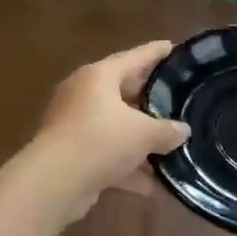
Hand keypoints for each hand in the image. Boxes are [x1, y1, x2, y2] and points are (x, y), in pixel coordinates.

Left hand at [36, 40, 190, 202]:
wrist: (54, 182)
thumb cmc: (100, 140)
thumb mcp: (143, 133)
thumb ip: (167, 130)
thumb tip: (183, 131)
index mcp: (99, 76)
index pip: (134, 57)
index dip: (156, 52)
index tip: (174, 47)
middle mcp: (84, 95)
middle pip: (125, 92)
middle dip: (152, 101)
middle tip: (179, 100)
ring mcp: (76, 126)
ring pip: (117, 128)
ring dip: (142, 142)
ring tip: (174, 148)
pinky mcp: (73, 155)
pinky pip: (108, 156)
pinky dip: (129, 169)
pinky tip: (155, 187)